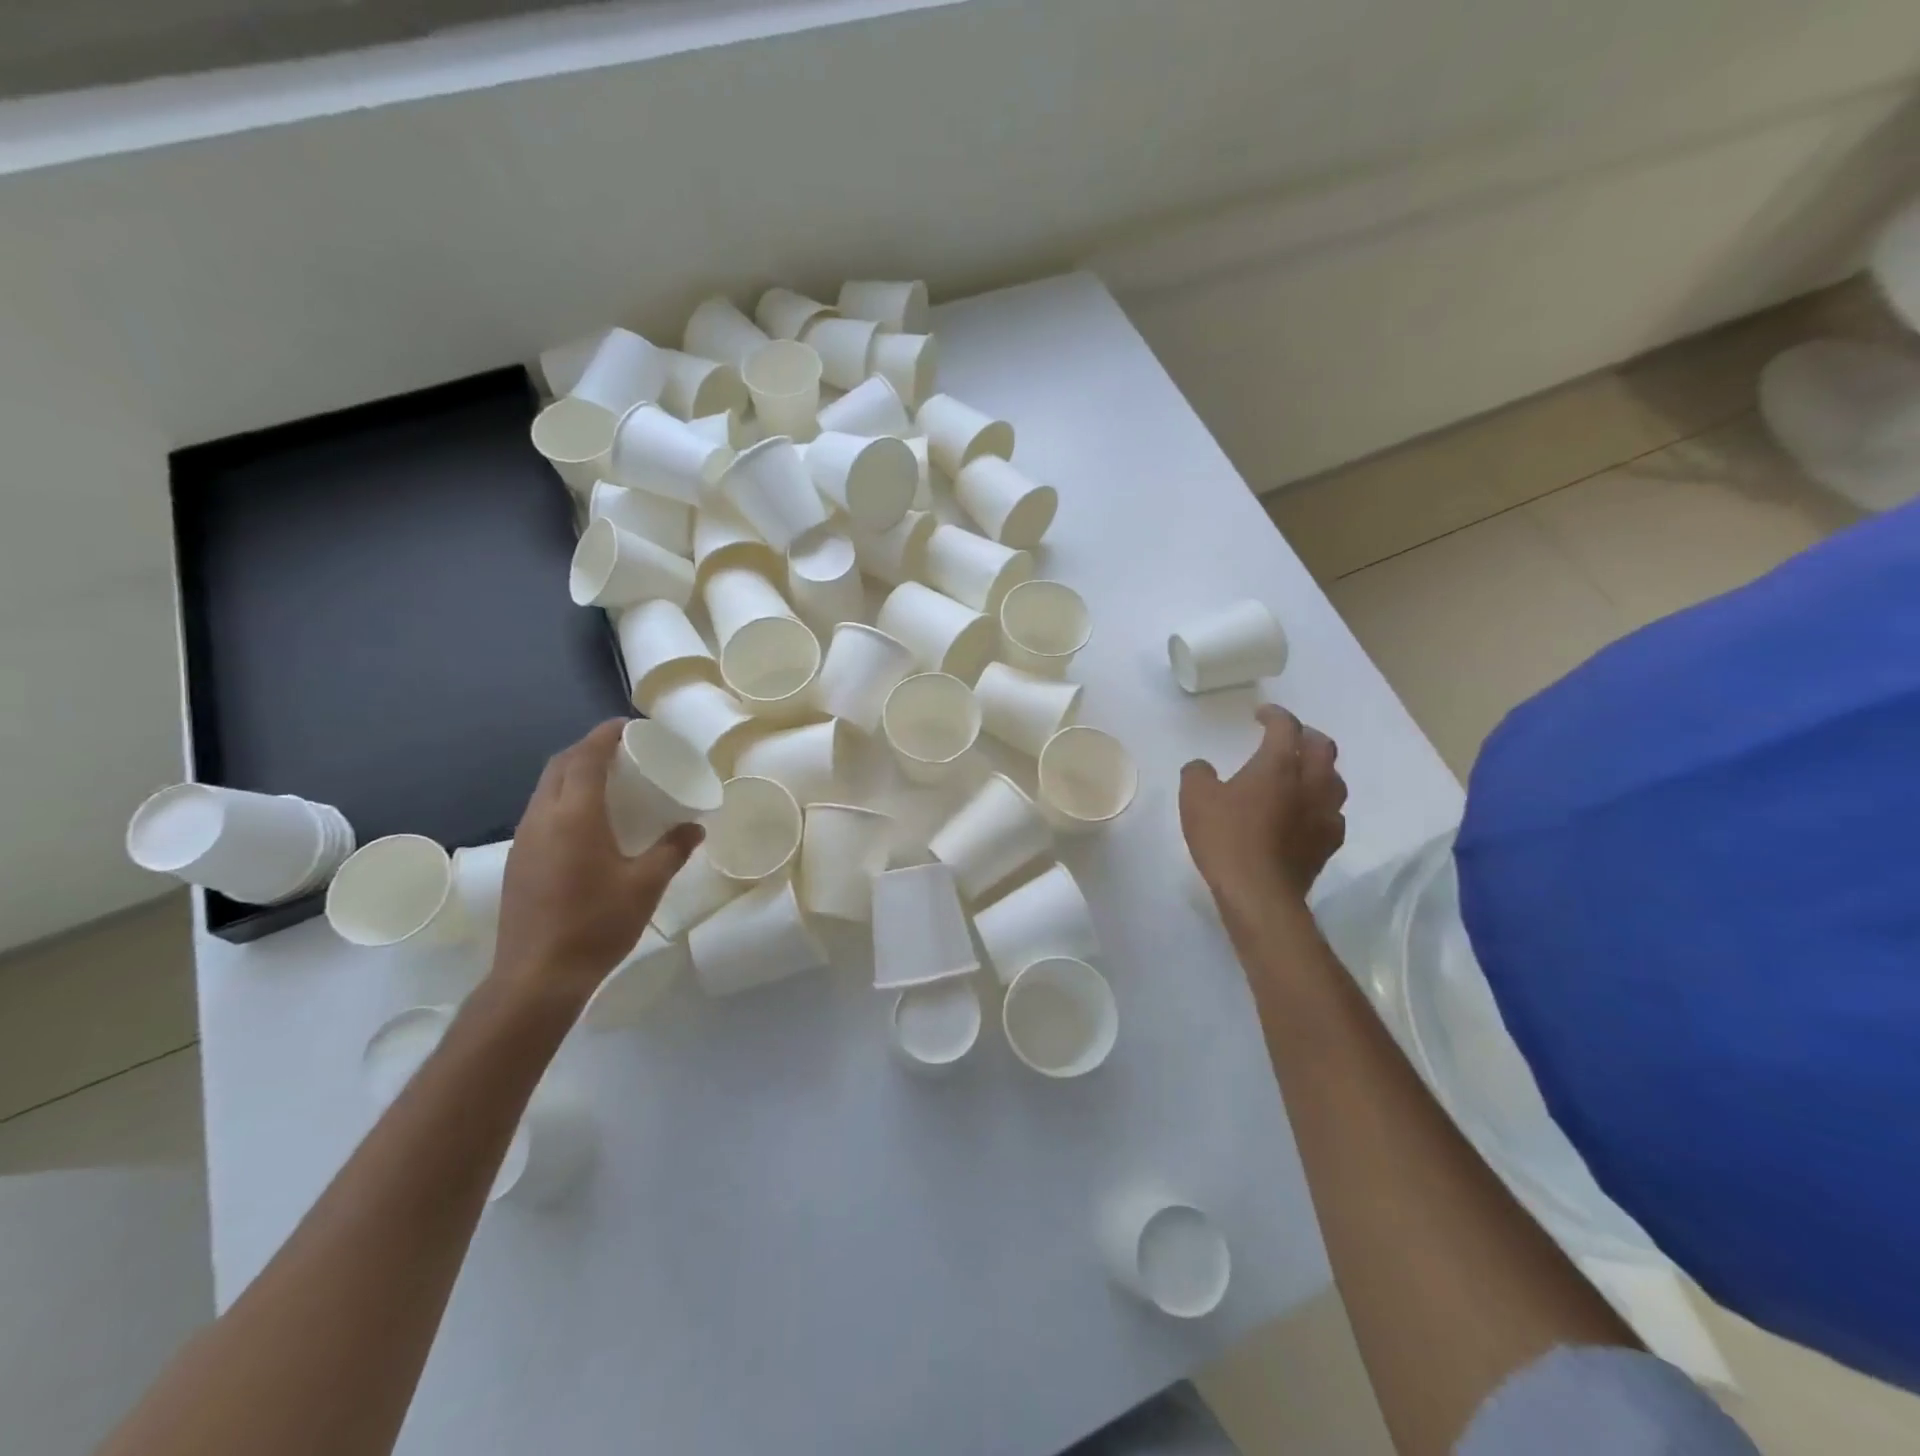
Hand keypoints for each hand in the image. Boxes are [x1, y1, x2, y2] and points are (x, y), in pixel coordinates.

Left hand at [489, 720, 702, 1004]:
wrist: (537, 977)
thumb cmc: (596, 924)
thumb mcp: (646, 885)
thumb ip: (672, 850)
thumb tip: (695, 827)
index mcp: (575, 815)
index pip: (586, 757)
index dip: (605, 735)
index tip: (628, 726)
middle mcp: (542, 818)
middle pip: (559, 766)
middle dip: (587, 749)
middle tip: (622, 752)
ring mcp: (524, 840)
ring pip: (545, 788)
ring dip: (572, 774)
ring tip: (607, 781)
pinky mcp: (518, 861)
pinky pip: (540, 812)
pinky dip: (563, 799)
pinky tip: (586, 822)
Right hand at [1180, 705, 1346, 912]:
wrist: (1259, 893)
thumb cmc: (1226, 838)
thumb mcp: (1195, 799)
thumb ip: (1198, 774)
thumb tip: (1203, 767)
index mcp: (1279, 765)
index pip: (1285, 726)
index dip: (1274, 715)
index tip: (1260, 715)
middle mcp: (1310, 783)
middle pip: (1323, 747)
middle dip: (1306, 735)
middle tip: (1288, 737)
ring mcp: (1325, 815)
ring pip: (1334, 780)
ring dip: (1319, 770)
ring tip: (1300, 774)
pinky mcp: (1329, 844)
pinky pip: (1333, 814)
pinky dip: (1321, 805)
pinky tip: (1306, 814)